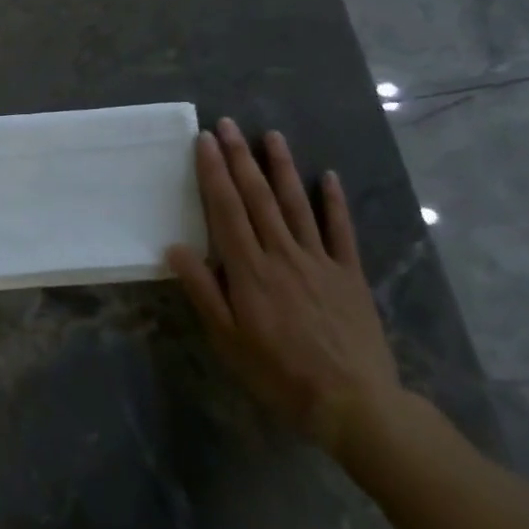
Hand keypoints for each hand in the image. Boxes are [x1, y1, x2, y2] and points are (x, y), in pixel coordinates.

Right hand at [169, 119, 403, 454]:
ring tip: (271, 135)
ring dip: (282, 167)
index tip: (204, 140)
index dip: (214, 172)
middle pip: (258, 197)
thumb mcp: (228, 340)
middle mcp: (282, 253)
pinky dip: (335, 202)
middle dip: (240, 157)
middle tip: (228, 124)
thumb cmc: (279, 374)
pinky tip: (330, 176)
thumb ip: (203, 291)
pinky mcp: (349, 273)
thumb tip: (174, 248)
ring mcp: (319, 260)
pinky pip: (341, 230)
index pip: (227, 209)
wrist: (353, 404)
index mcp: (249, 269)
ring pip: (297, 203)